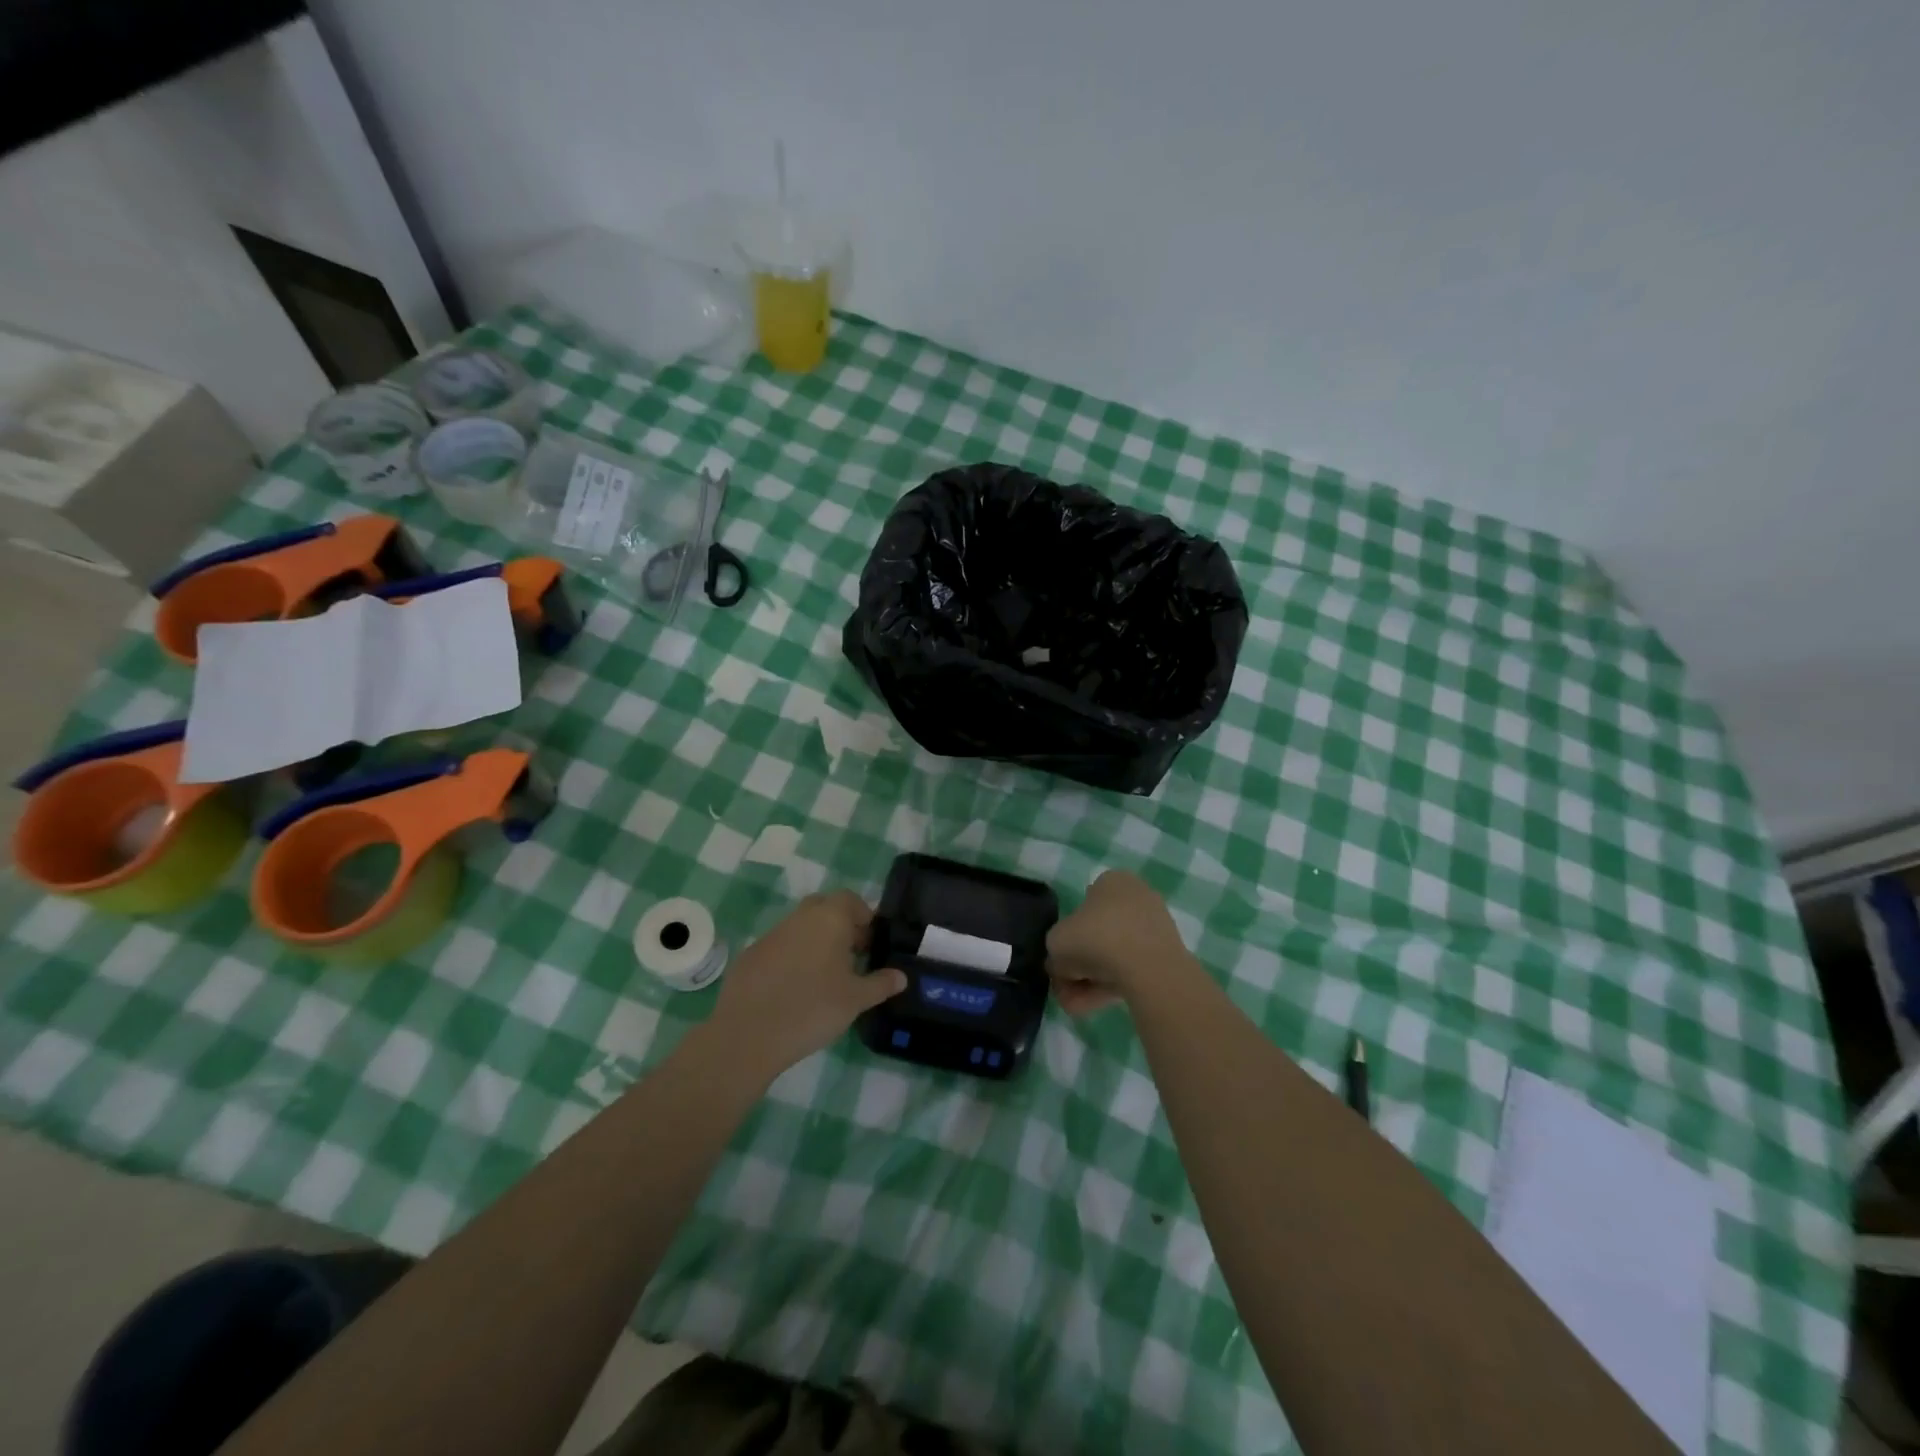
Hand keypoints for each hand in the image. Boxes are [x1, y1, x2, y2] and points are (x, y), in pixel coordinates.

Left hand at [708, 890, 906, 1077]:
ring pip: (800, 928)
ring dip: (815, 942)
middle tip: (851, 957)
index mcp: (829, 918)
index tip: (870, 944)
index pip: (851, 900)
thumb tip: (901, 976)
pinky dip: (791, 959)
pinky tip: (793, 989)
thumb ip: (881, 984)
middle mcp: (800, 917)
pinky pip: (779, 947)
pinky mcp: (750, 955)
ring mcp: (771, 934)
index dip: (864, 918)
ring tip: (824, 977)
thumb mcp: (856, 1000)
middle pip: (825, 909)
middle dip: (840, 926)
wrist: (749, 1034)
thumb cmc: (813, 1009)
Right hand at [1047, 870, 1196, 1014]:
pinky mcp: (1166, 955)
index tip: (1060, 960)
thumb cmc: (1096, 939)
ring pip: (1114, 955)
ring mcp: (1154, 927)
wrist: (1148, 968)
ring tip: (1075, 1006)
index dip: (1068, 935)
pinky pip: (1132, 969)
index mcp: (1112, 881)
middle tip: (1065, 989)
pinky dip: (1111, 986)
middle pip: (1098, 934)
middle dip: (1079, 965)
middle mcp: (1136, 897)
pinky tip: (1093, 1006)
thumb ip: (1055, 951)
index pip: (1083, 905)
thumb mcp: (1056, 942)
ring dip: (1091, 980)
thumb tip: (1061, 964)